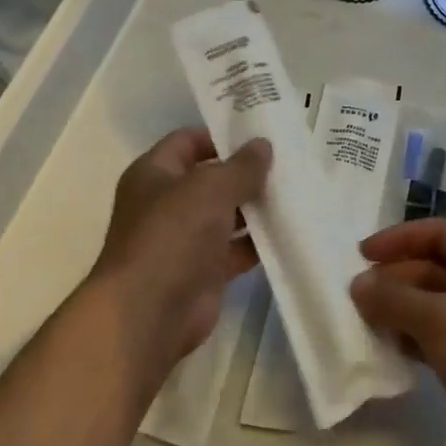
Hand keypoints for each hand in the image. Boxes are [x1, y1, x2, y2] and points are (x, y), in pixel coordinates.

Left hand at [89, 128, 270, 369]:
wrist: (149, 312)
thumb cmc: (172, 235)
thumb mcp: (210, 188)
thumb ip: (241, 166)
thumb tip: (263, 145)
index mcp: (154, 174)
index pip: (187, 141)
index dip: (220, 135)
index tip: (260, 133)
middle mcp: (167, 203)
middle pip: (210, 178)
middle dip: (245, 172)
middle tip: (288, 162)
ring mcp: (185, 239)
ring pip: (226, 215)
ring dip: (256, 208)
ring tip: (296, 193)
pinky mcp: (204, 271)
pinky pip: (236, 250)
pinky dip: (258, 243)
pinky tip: (290, 231)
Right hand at [351, 219, 445, 445]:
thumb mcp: (438, 319)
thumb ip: (393, 298)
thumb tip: (358, 284)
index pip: (440, 233)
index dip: (400, 238)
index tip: (364, 254)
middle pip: (434, 267)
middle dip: (395, 276)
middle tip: (359, 293)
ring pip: (433, 303)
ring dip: (399, 307)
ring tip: (365, 319)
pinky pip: (437, 334)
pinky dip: (411, 335)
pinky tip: (388, 347)